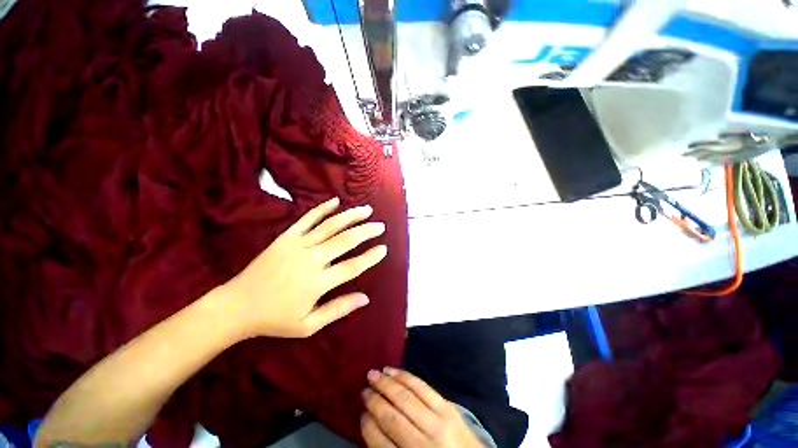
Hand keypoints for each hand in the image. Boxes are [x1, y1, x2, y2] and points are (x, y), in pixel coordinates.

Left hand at [224, 197, 387, 338]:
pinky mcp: (286, 237)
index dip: (371, 257)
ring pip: (330, 226)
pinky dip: (322, 208)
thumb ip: (338, 309)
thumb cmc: (274, 319)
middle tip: (380, 226)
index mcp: (318, 283)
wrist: (236, 306)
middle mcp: (311, 260)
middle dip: (366, 231)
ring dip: (351, 216)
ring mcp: (298, 245)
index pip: (352, 266)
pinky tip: (335, 201)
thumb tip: (365, 298)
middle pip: (346, 241)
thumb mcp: (308, 325)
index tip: (384, 249)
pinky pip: (307, 219)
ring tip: (366, 210)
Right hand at [361, 368, 485, 447]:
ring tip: (373, 374)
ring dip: (387, 384)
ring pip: (406, 398)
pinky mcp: (448, 408)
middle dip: (375, 401)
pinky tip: (394, 371)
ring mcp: (439, 423)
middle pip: (393, 418)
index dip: (368, 427)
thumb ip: (392, 447)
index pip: (381, 444)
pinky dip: (405, 377)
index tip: (361, 414)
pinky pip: (422, 387)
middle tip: (363, 389)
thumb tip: (371, 422)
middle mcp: (424, 444)